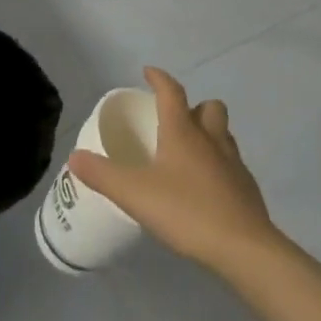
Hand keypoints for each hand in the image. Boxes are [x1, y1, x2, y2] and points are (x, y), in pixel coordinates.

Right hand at [69, 67, 279, 274]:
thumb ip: (103, 175)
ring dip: (208, 133)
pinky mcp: (247, 188)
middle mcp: (211, 139)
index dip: (159, 78)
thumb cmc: (187, 211)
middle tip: (173, 121)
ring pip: (223, 134)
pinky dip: (218, 165)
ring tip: (188, 153)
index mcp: (183, 132)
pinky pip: (231, 163)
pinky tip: (204, 188)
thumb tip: (74, 157)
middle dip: (193, 106)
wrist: (244, 249)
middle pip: (209, 107)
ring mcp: (233, 163)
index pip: (172, 92)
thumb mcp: (134, 194)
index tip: (148, 72)